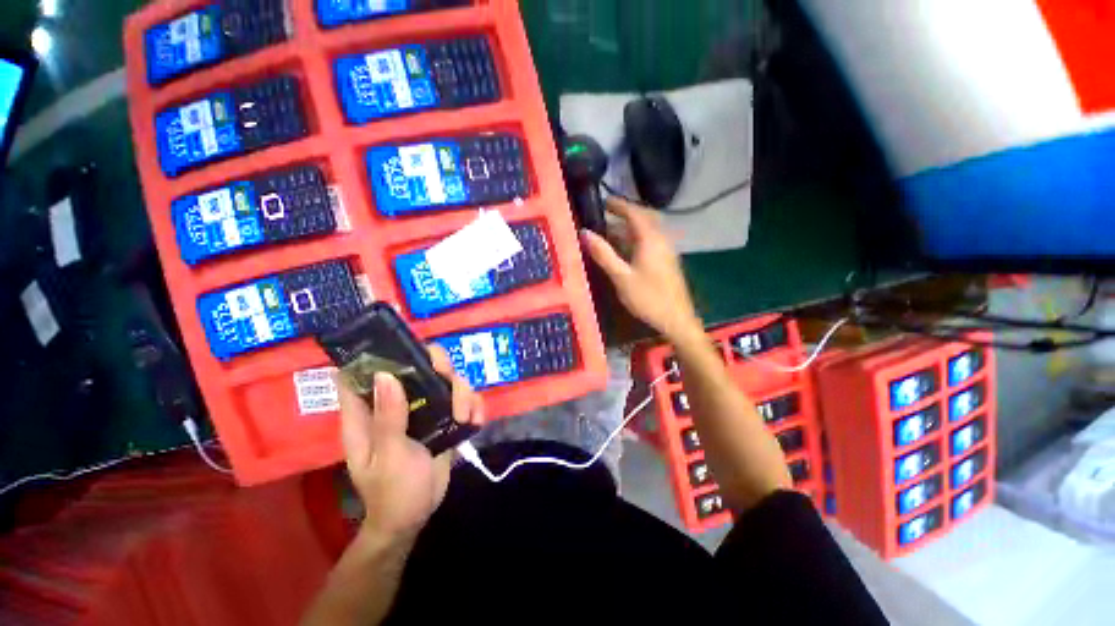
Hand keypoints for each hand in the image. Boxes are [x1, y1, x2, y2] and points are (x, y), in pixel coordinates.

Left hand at [337, 346, 483, 542]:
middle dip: (439, 368)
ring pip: (446, 379)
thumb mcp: (389, 457)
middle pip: (419, 365)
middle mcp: (396, 402)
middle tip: (450, 386)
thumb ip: (388, 418)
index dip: (378, 353)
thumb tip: (385, 375)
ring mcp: (422, 407)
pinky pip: (463, 398)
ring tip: (465, 418)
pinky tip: (474, 422)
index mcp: (369, 411)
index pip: (362, 371)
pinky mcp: (443, 416)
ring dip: (462, 392)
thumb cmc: (391, 492)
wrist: (416, 515)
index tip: (404, 349)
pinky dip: (473, 404)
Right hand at [581, 198, 701, 340]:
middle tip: (606, 214)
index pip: (634, 212)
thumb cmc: (648, 297)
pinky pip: (650, 241)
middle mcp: (661, 239)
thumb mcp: (621, 277)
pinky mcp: (667, 260)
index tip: (603, 201)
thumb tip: (585, 233)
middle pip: (643, 218)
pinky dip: (635, 239)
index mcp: (650, 239)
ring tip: (609, 231)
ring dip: (629, 228)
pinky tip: (624, 249)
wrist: (676, 319)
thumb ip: (604, 254)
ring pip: (647, 231)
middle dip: (625, 214)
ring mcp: (666, 250)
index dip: (619, 205)